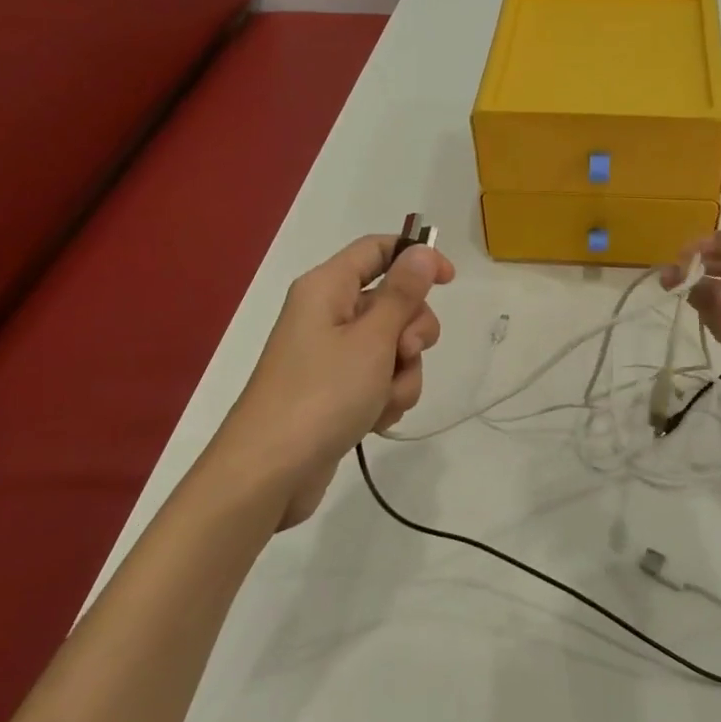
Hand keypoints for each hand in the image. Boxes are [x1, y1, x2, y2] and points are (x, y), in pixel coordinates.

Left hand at [222, 236, 453, 527]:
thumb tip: (422, 252)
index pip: (377, 249)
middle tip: (404, 354)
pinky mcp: (336, 390)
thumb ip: (402, 294)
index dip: (416, 258)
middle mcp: (328, 314)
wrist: (271, 471)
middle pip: (392, 303)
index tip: (449, 281)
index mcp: (327, 288)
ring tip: (382, 400)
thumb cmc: (321, 394)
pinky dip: (385, 397)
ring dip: (402, 374)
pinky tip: (374, 420)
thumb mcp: (372, 339)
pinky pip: (379, 379)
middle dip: (412, 332)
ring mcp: (331, 355)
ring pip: (392, 347)